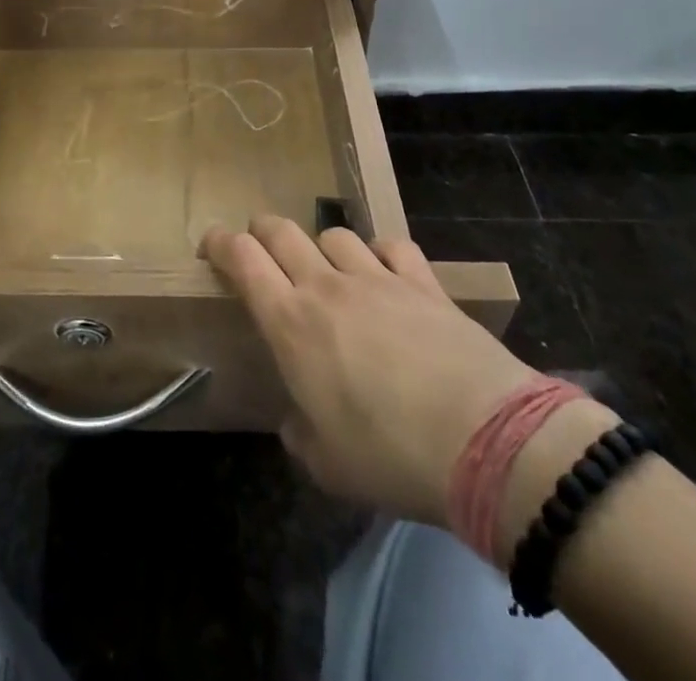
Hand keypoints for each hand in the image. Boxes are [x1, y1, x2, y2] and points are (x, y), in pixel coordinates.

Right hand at [203, 215, 536, 526]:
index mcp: (290, 323)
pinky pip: (392, 246)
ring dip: (321, 246)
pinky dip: (381, 254)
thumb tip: (299, 422)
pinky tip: (386, 273)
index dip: (220, 243)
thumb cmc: (390, 456)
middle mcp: (325, 286)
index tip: (211, 245)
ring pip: (334, 233)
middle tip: (260, 248)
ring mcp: (376, 277)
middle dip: (262, 231)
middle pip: (281, 231)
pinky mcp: (422, 281)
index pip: (242, 259)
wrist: (484, 441)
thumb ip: (302, 435)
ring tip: (328, 269)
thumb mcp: (328, 466)